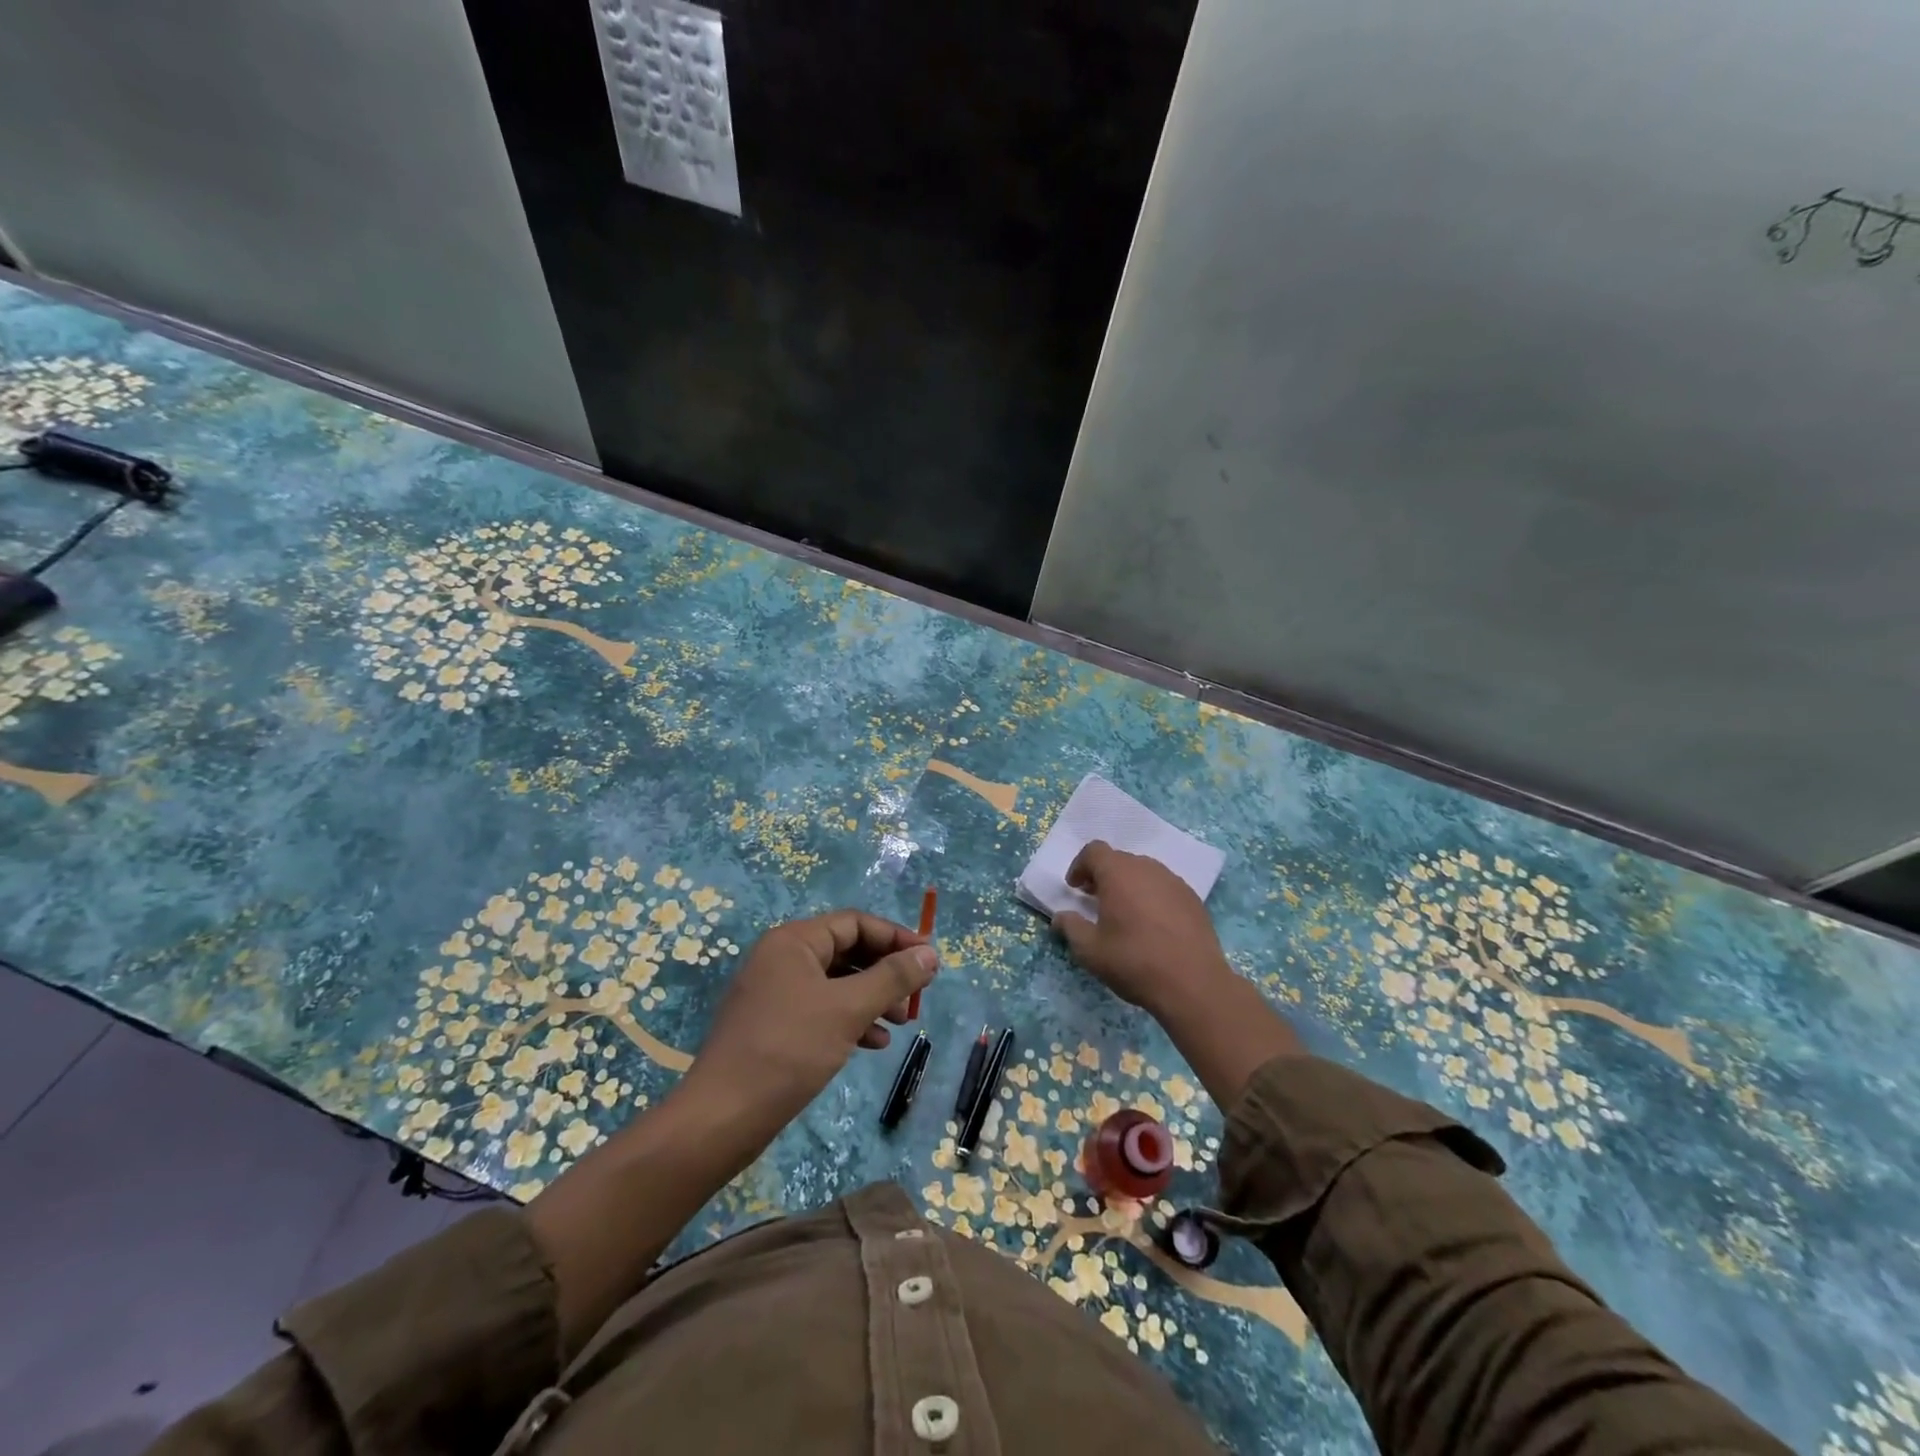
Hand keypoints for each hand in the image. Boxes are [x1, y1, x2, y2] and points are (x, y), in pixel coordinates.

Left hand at [684, 910, 937, 1125]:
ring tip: (899, 1024)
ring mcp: (775, 992)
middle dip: (885, 972)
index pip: (855, 923)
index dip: (895, 938)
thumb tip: (930, 953)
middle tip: (915, 997)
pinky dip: (850, 1020)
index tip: (928, 961)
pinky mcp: (774, 1024)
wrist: (722, 1117)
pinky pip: (821, 1009)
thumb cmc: (789, 1050)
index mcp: (794, 941)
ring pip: (836, 983)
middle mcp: (782, 958)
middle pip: (847, 950)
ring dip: (872, 998)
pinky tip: (873, 1044)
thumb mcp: (848, 1009)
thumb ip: (892, 977)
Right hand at [1053, 841, 1301, 1103]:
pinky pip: (1164, 887)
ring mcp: (1173, 881)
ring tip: (1123, 913)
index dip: (1080, 866)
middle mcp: (1147, 868)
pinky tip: (1152, 925)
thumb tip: (1061, 917)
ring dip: (1128, 885)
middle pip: (1119, 860)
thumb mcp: (1090, 951)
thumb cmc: (1134, 961)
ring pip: (1143, 872)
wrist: (1193, 983)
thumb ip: (1071, 927)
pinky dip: (1151, 896)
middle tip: (1095, 900)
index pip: (1094, 851)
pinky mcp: (1193, 898)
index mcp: (1118, 873)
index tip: (1075, 888)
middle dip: (1103, 875)